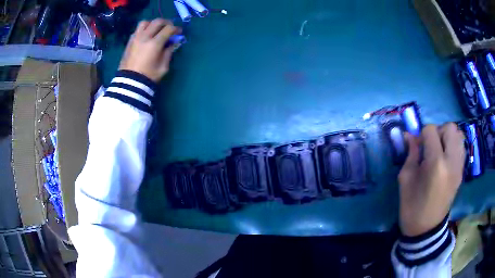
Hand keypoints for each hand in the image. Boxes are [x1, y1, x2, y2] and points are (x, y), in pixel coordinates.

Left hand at [119, 19, 180, 81]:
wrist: (130, 83)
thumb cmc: (148, 76)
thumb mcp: (163, 67)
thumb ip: (169, 52)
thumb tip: (174, 43)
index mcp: (154, 44)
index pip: (168, 29)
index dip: (176, 29)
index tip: (179, 32)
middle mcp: (145, 37)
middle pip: (157, 21)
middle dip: (166, 23)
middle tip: (170, 28)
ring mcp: (136, 38)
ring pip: (145, 22)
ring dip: (153, 23)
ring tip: (156, 29)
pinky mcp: (129, 42)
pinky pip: (137, 30)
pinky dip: (144, 29)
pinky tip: (147, 36)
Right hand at [398, 123, 464, 235]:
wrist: (426, 228)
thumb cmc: (412, 206)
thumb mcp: (406, 179)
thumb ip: (411, 153)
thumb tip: (409, 135)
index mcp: (436, 164)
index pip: (431, 130)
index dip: (421, 134)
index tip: (417, 146)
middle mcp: (451, 161)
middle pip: (449, 128)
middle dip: (438, 131)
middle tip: (430, 145)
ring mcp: (459, 166)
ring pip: (458, 134)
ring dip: (448, 136)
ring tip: (439, 150)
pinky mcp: (462, 171)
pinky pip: (461, 147)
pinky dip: (454, 145)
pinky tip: (446, 157)